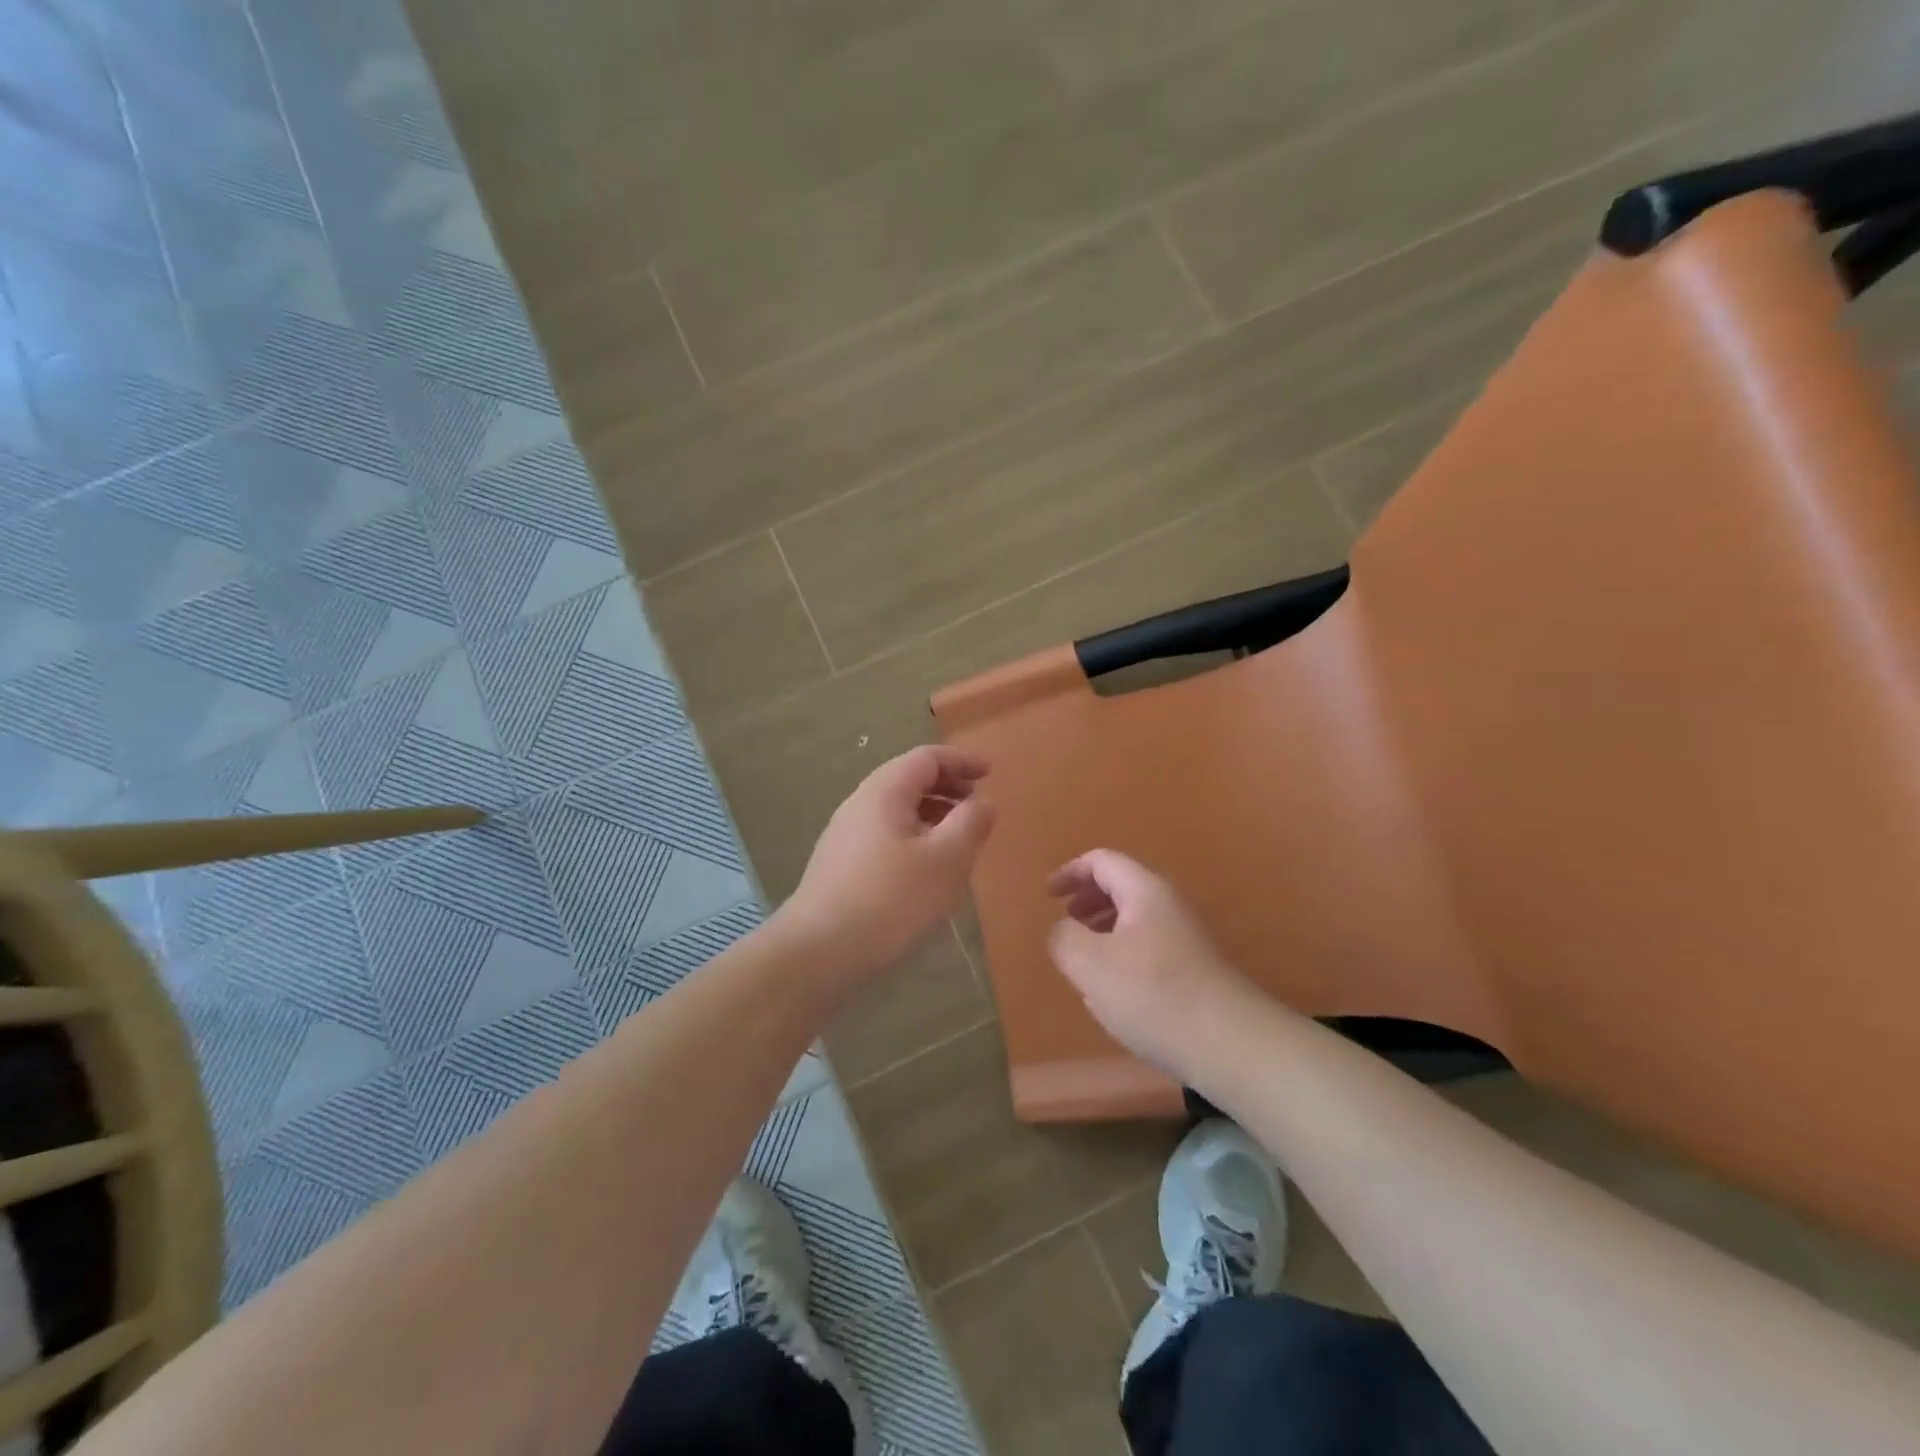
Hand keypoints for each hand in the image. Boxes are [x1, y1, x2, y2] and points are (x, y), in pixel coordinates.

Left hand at [780, 746, 994, 983]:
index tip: (990, 773)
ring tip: (959, 841)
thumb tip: (984, 802)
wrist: (818, 952)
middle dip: (947, 788)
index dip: (961, 761)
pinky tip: (927, 871)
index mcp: (884, 792)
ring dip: (932, 816)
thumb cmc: (890, 900)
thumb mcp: (945, 861)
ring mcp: (846, 836)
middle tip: (978, 807)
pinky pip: (886, 837)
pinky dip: (915, 839)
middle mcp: (860, 805)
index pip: (926, 758)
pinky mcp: (841, 866)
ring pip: (897, 812)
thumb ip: (970, 825)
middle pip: (908, 781)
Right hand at [1047, 849, 1257, 1079]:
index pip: (1102, 861)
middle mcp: (1169, 905)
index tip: (1048, 895)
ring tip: (1084, 957)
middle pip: (1122, 886)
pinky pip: (1149, 947)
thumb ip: (1064, 938)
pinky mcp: (1195, 970)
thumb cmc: (1153, 994)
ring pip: (1136, 919)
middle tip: (1065, 921)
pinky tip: (1115, 990)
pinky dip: (1123, 953)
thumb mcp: (1090, 963)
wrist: (1230, 1045)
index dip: (1070, 872)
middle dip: (1088, 898)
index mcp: (1144, 891)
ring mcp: (1187, 938)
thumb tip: (1063, 931)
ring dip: (1104, 928)